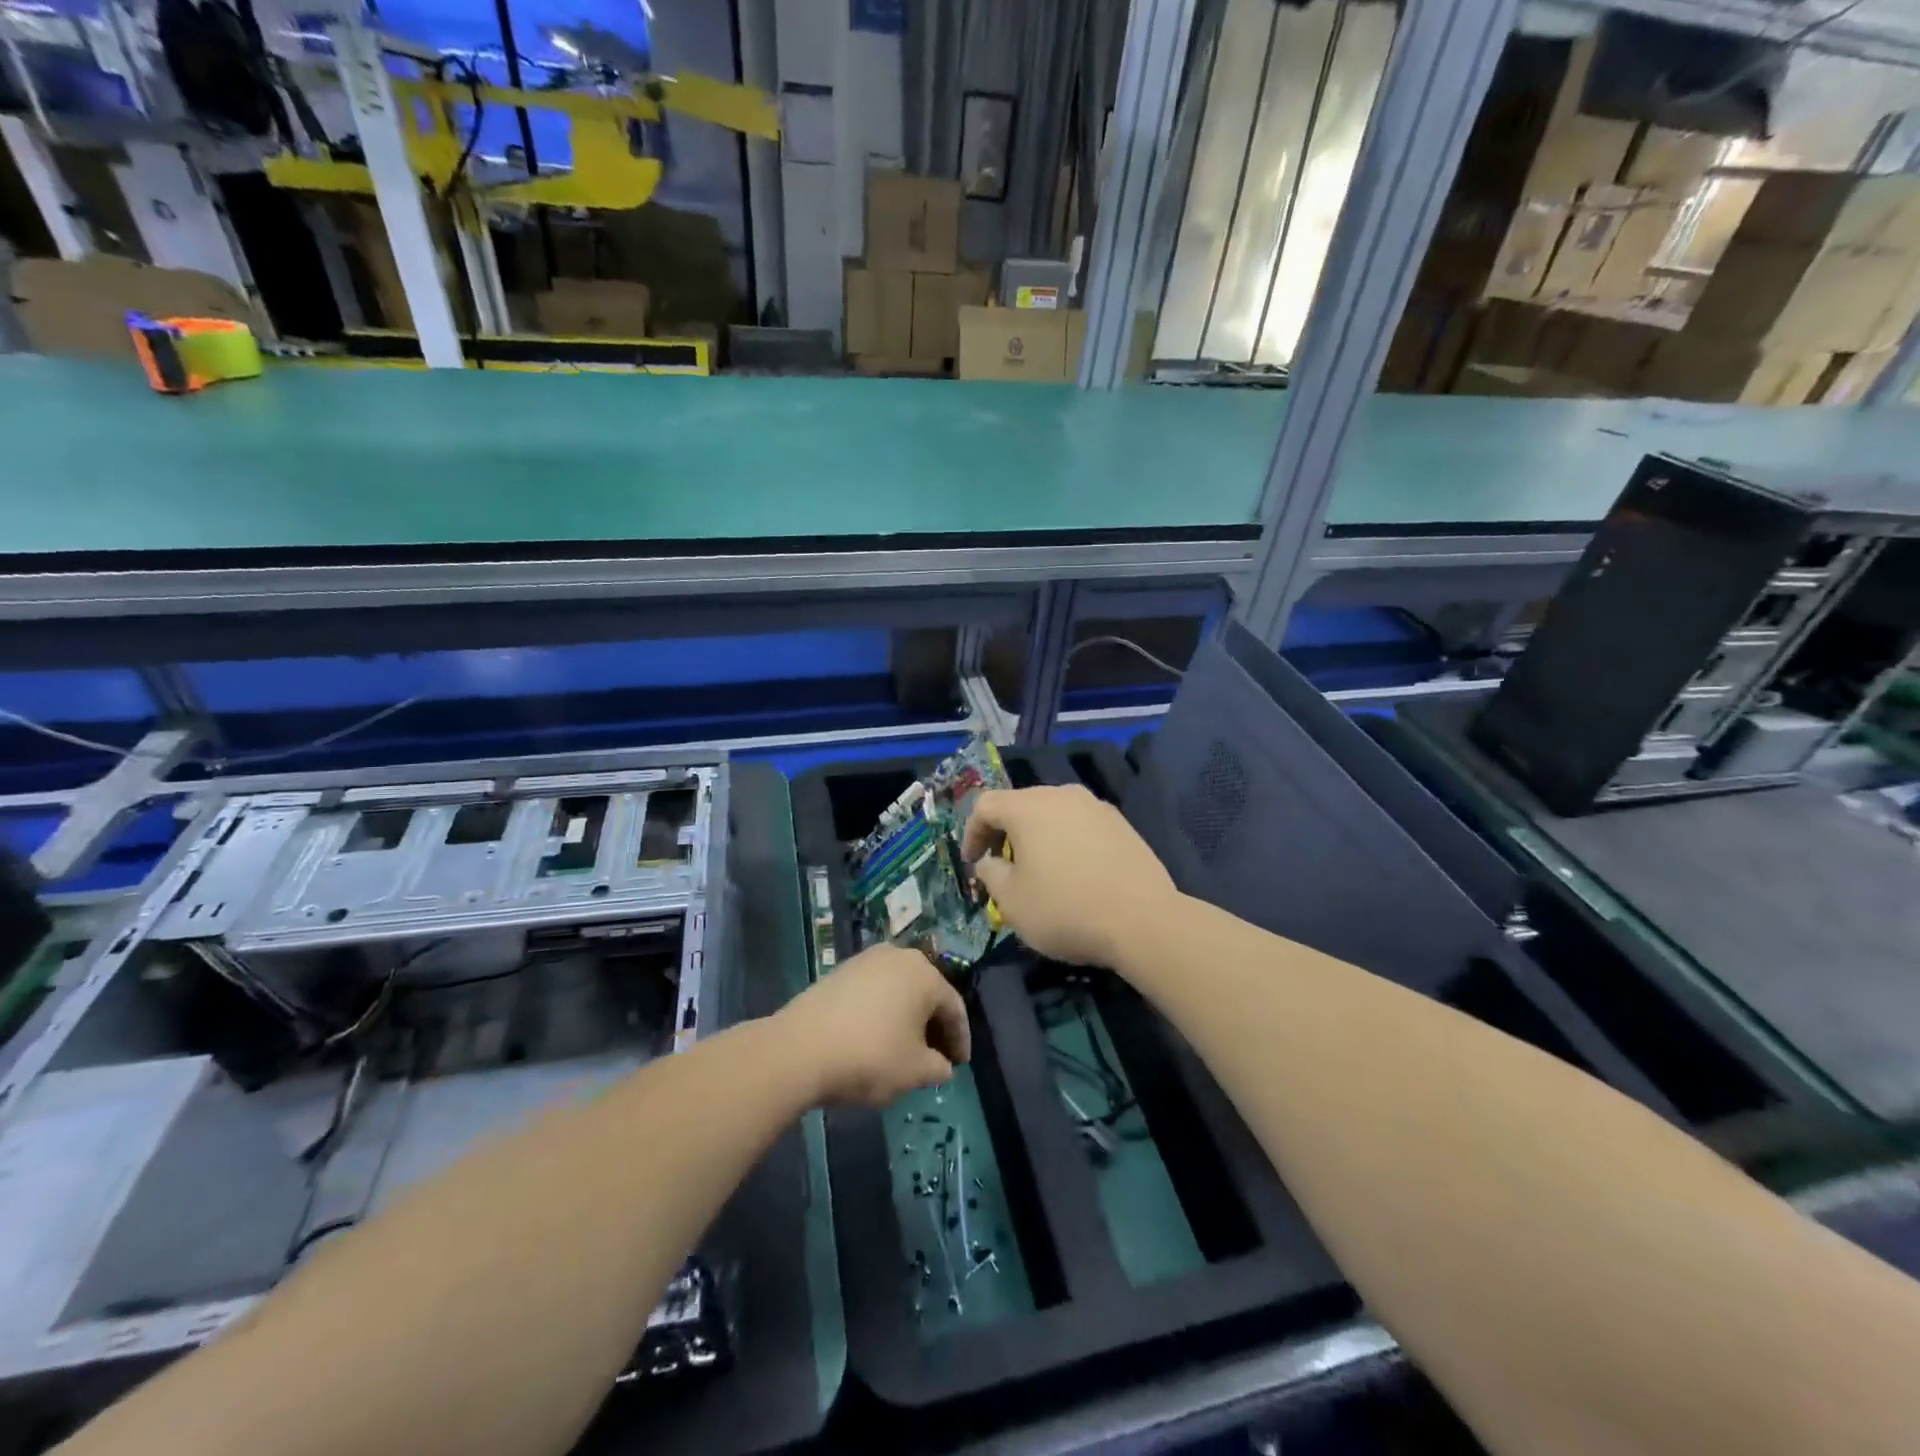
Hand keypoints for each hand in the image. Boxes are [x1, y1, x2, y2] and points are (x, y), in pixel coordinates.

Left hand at [776, 945, 970, 1106]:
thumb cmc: (870, 1057)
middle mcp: (899, 956)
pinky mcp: (840, 970)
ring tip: (905, 1047)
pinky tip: (875, 1036)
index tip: (960, 1065)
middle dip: (934, 1025)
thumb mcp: (915, 1072)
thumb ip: (938, 1068)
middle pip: (927, 993)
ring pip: (899, 989)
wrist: (799, 1048)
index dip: (960, 1039)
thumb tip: (942, 1065)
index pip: (954, 1008)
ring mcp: (866, 960)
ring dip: (907, 1017)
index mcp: (925, 975)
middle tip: (935, 1056)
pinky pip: (874, 991)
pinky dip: (882, 1011)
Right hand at [961, 785, 1180, 967]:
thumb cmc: (1065, 909)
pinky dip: (1066, 841)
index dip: (971, 833)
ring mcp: (1096, 806)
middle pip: (1021, 804)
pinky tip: (1074, 872)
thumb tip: (990, 861)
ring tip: (1039, 870)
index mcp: (1028, 807)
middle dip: (1004, 833)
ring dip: (1038, 836)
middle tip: (1001, 866)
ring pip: (1053, 813)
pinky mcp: (1121, 823)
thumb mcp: (1011, 901)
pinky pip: (1080, 825)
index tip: (972, 862)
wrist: (1143, 920)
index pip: (985, 805)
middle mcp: (1062, 794)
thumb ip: (991, 874)